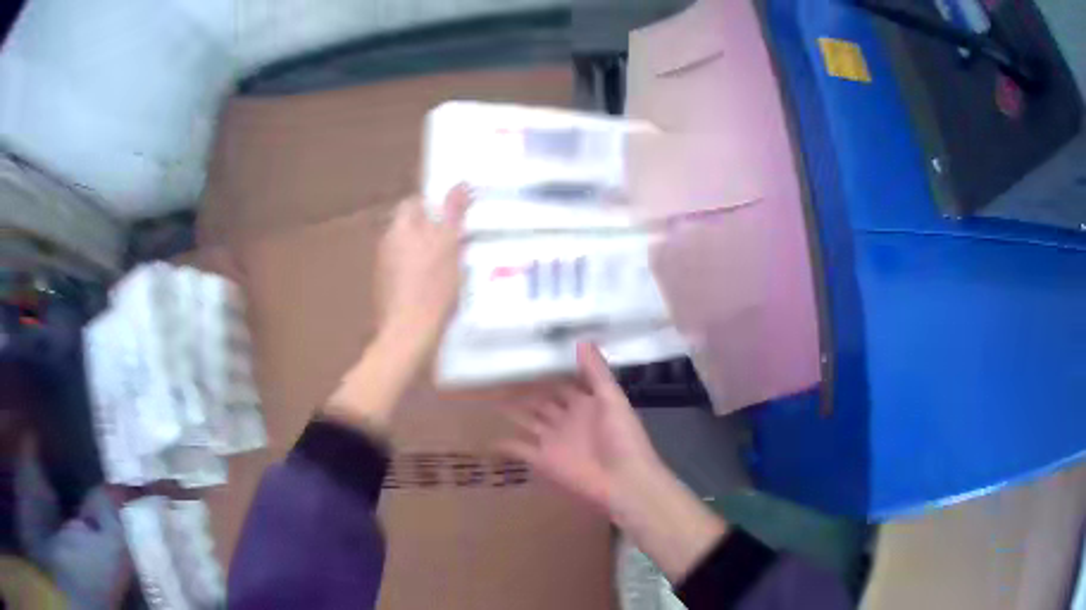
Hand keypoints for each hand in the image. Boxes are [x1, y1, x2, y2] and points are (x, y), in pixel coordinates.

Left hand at [376, 185, 470, 352]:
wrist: (409, 332)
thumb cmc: (432, 286)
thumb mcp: (450, 245)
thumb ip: (454, 213)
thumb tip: (461, 182)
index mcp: (401, 228)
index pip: (413, 203)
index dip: (433, 205)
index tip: (452, 216)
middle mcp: (387, 243)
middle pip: (410, 226)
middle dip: (430, 229)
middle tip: (455, 240)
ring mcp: (383, 267)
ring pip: (406, 249)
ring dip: (424, 251)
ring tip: (449, 265)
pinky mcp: (386, 289)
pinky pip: (403, 270)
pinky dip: (417, 272)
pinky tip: (433, 287)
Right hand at [498, 343, 663, 514]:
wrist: (623, 481)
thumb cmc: (622, 437)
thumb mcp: (612, 399)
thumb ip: (596, 371)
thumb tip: (582, 338)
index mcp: (586, 404)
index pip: (563, 384)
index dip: (548, 372)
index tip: (526, 355)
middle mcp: (567, 420)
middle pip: (542, 402)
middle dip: (525, 390)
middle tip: (498, 373)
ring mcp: (554, 441)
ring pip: (528, 422)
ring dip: (512, 412)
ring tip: (488, 397)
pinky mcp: (543, 461)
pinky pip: (520, 449)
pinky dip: (504, 444)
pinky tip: (487, 435)